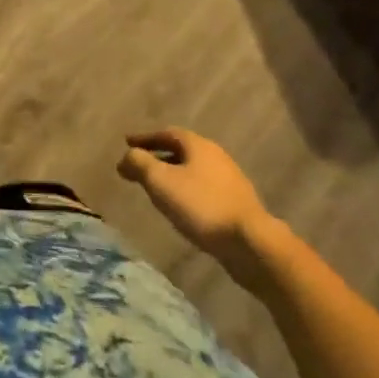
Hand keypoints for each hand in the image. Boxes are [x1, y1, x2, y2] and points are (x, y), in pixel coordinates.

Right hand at [118, 128, 275, 276]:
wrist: (251, 244)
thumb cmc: (201, 205)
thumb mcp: (160, 181)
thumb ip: (139, 163)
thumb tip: (127, 157)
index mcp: (198, 145)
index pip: (166, 133)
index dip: (145, 138)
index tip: (127, 142)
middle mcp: (216, 157)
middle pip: (181, 151)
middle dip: (159, 157)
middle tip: (140, 166)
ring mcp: (230, 181)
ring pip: (194, 172)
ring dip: (174, 176)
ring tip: (158, 189)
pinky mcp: (238, 205)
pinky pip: (205, 190)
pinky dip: (188, 192)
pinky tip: (182, 208)